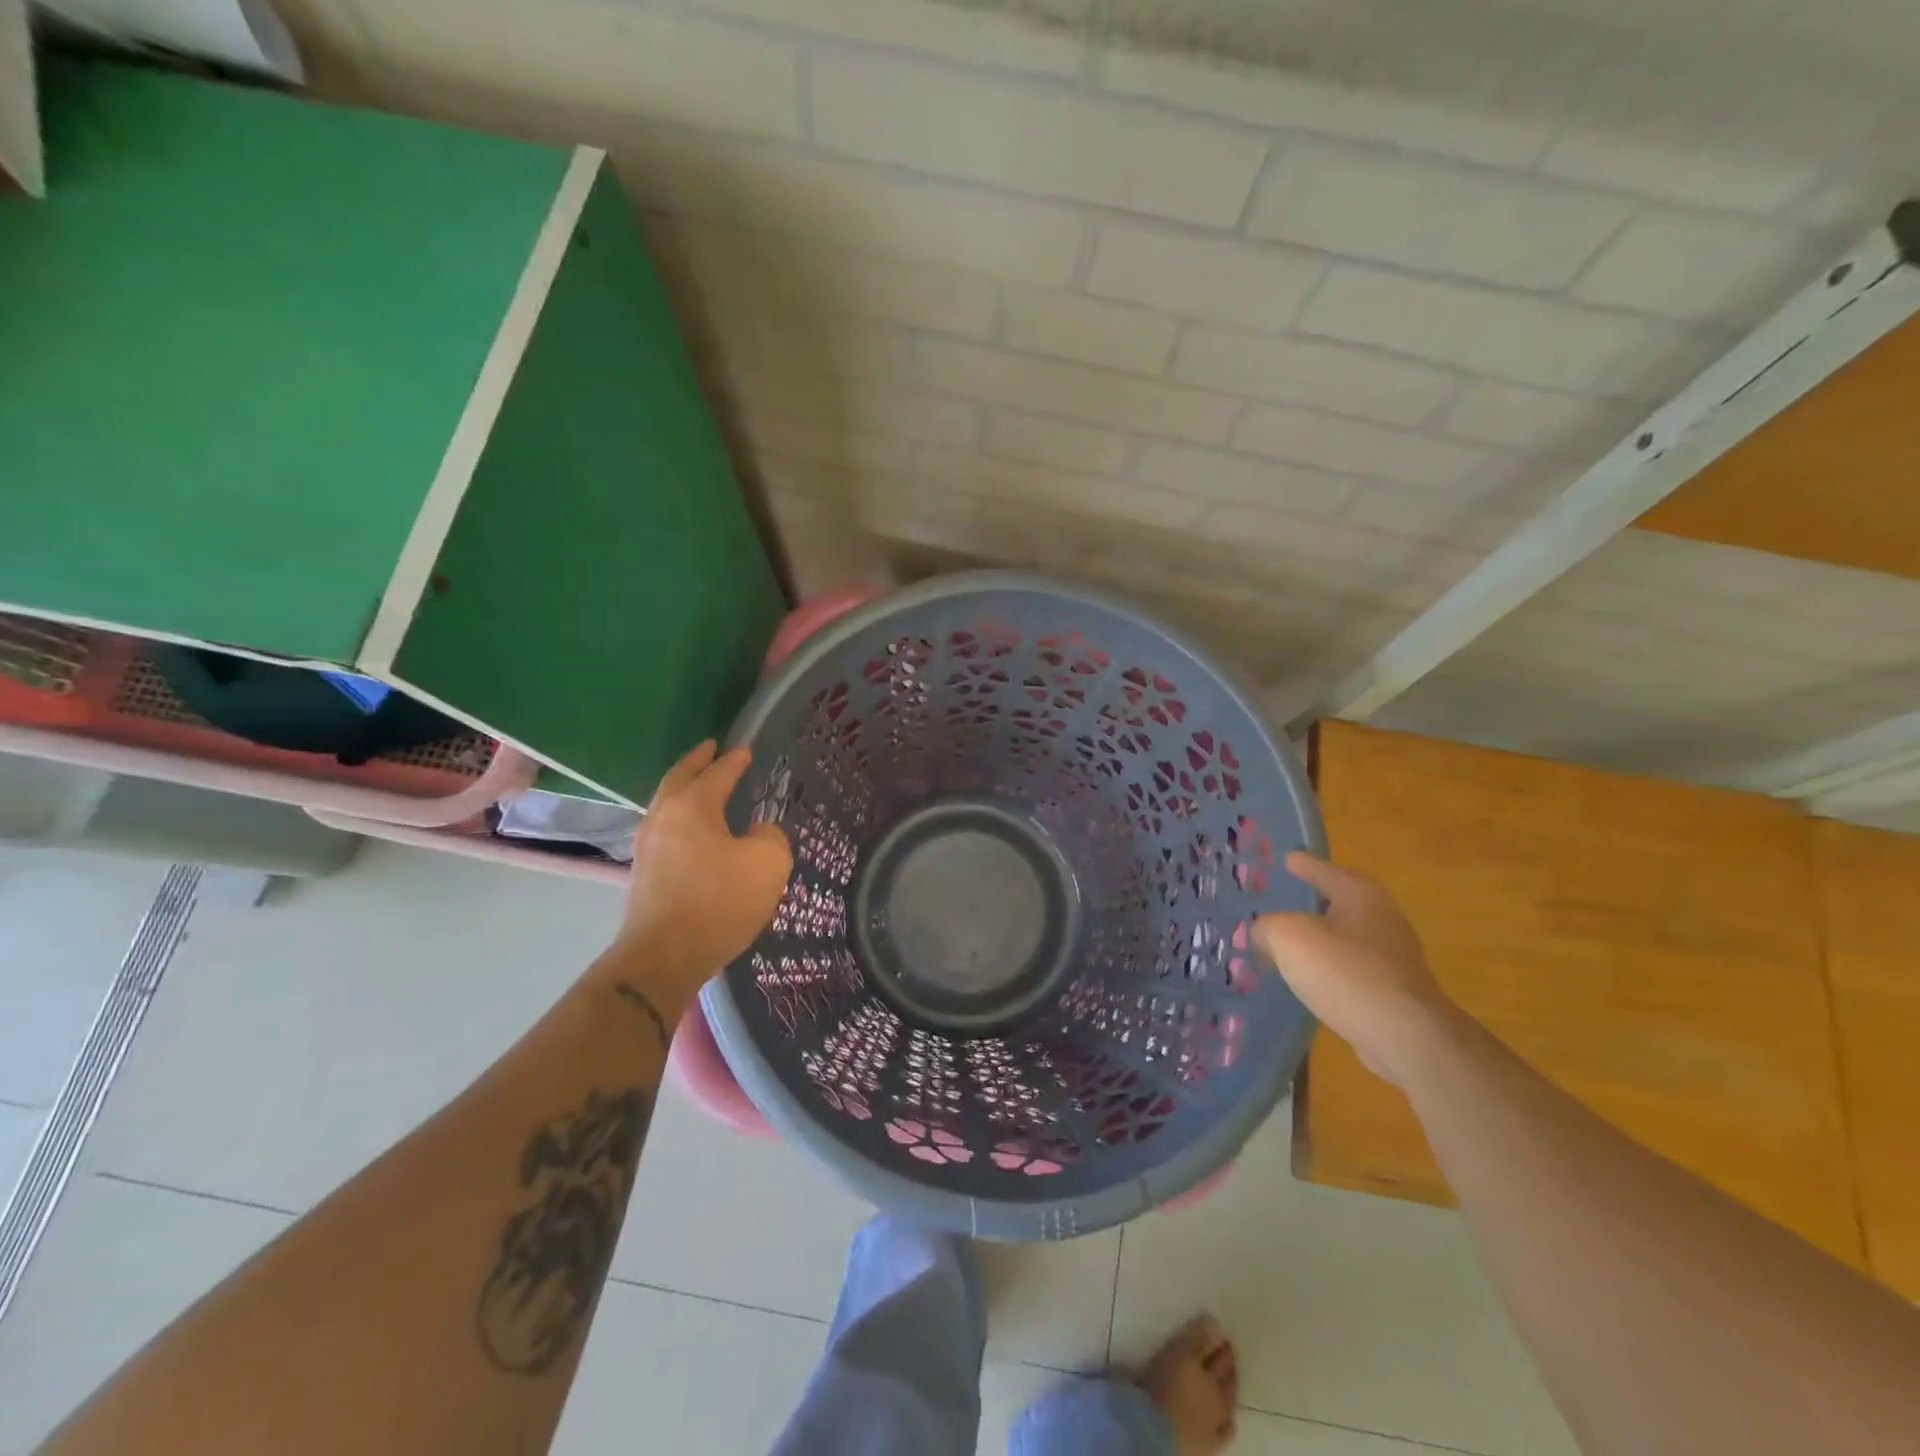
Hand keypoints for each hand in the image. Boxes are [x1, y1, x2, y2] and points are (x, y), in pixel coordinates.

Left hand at [614, 741, 791, 1002]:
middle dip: (696, 762)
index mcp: (692, 806)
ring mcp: (647, 847)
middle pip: (679, 779)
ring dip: (684, 790)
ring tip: (701, 787)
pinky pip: (665, 832)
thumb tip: (759, 832)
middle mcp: (663, 818)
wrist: (663, 957)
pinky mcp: (643, 875)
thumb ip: (771, 837)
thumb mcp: (767, 864)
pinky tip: (693, 832)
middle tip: (710, 749)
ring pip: (666, 805)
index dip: (733, 761)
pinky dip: (680, 819)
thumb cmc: (718, 902)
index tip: (744, 750)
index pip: (716, 773)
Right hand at [1253, 852, 1460, 1087]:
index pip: (1324, 870)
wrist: (1404, 1036)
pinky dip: (1327, 970)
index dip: (1303, 864)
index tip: (1287, 858)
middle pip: (1337, 903)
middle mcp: (1382, 918)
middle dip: (1309, 904)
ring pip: (1342, 939)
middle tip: (1280, 903)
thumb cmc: (1345, 972)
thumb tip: (1264, 936)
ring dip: (1317, 941)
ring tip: (1286, 945)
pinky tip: (1307, 980)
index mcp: (1360, 894)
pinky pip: (1349, 970)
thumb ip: (1267, 927)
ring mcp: (1392, 957)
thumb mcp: (1288, 937)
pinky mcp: (1392, 991)